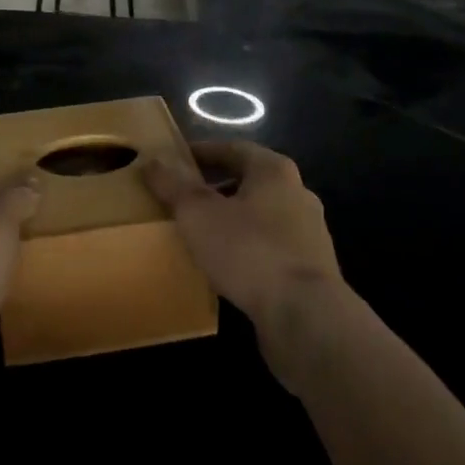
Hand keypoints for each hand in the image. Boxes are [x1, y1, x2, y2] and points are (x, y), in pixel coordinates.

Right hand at [142, 140, 348, 384]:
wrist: (306, 317)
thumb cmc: (249, 250)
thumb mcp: (199, 213)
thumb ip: (174, 184)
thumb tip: (153, 159)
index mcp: (274, 171)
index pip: (233, 148)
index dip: (201, 152)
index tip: (174, 161)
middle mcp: (297, 194)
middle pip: (248, 181)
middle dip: (215, 186)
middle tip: (181, 196)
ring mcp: (309, 233)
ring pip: (260, 215)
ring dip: (231, 219)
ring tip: (198, 232)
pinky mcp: (311, 270)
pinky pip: (269, 247)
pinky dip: (245, 247)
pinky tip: (224, 264)